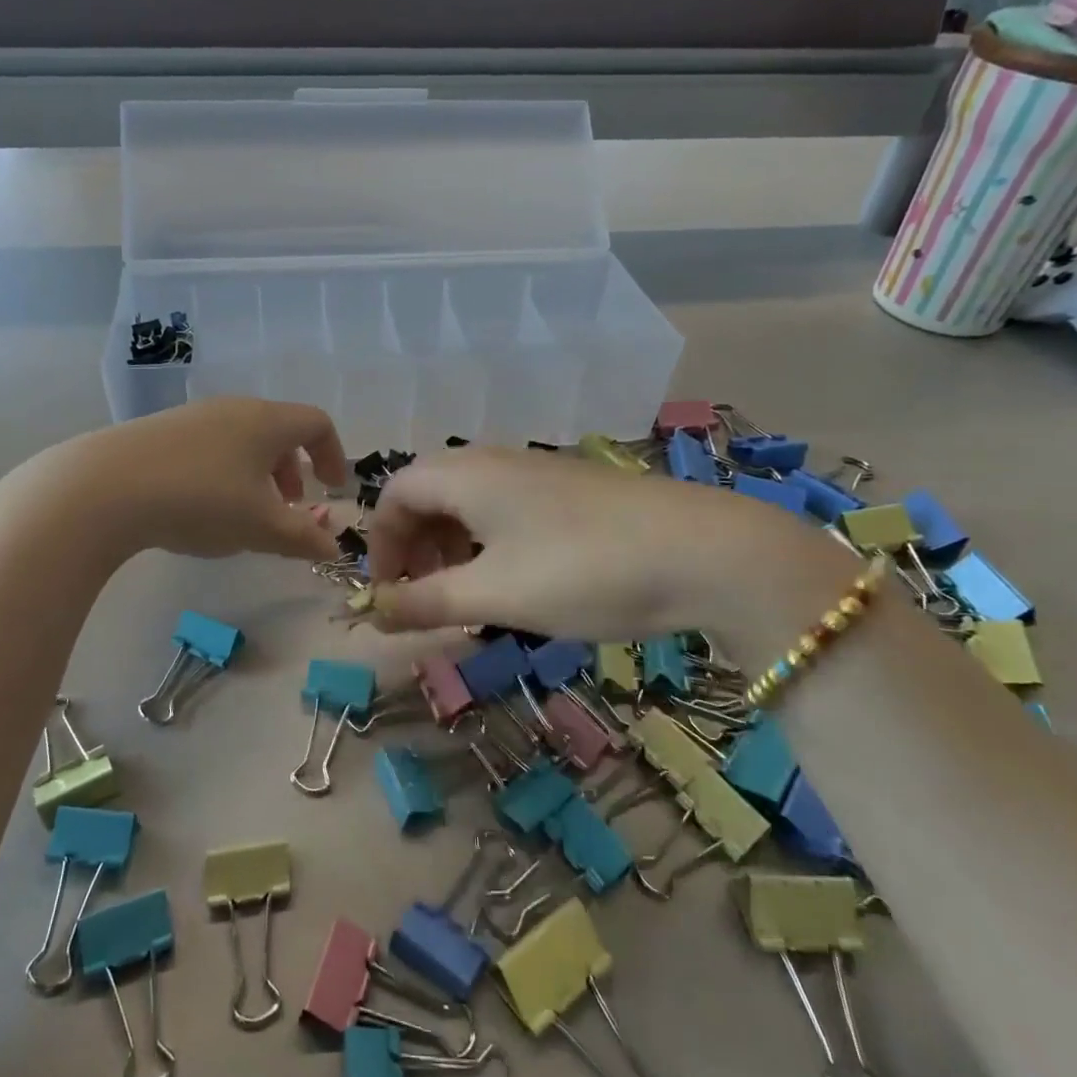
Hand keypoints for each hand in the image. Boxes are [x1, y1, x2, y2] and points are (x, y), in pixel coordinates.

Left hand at [44, 398, 348, 562]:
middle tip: (289, 506)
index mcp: (267, 421)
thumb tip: (333, 548)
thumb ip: (303, 537)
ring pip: (243, 439)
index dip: (333, 455)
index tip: (332, 489)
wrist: (104, 487)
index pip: (317, 423)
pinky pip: (211, 446)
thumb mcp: (260, 526)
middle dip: (294, 469)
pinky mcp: (160, 431)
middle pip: (279, 430)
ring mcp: (194, 417)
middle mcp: (234, 409)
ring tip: (246, 513)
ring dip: (258, 473)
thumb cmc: (200, 500)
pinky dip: (225, 472)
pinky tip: (201, 507)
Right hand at [365, 447, 857, 652]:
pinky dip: (490, 541)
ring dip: (452, 544)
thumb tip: (372, 614)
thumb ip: (426, 603)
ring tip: (467, 593)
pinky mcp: (574, 491)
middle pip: (430, 492)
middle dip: (415, 544)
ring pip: (471, 501)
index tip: (390, 593)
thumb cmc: (582, 570)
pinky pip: (508, 507)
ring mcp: (540, 473)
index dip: (381, 543)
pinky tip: (515, 579)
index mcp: (467, 475)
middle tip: (425, 595)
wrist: (704, 552)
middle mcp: (497, 462)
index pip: (396, 493)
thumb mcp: (494, 594)